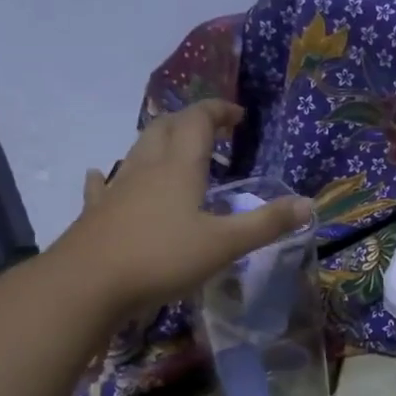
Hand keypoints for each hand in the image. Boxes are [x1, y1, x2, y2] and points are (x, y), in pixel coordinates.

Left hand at [51, 100, 311, 315]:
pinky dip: (108, 176)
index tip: (238, 115)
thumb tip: (308, 204)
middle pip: (164, 127)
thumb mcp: (224, 244)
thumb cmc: (161, 259)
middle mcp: (146, 169)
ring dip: (157, 142)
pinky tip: (102, 176)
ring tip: (173, 151)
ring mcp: (117, 190)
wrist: (87, 284)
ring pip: (136, 151)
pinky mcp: (96, 214)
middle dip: (188, 121)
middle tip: (210, 129)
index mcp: (179, 168)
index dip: (218, 111)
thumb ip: (266, 224)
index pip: (198, 122)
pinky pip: (103, 185)